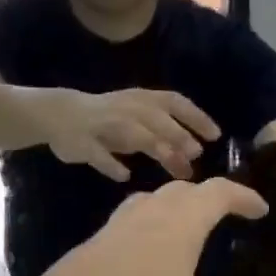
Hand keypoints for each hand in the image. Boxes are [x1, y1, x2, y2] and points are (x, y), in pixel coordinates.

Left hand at [20, 179, 268, 275]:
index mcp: (176, 229)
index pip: (216, 193)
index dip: (243, 196)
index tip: (261, 209)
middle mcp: (142, 220)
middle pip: (179, 191)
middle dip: (208, 198)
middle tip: (226, 218)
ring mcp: (109, 235)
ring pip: (146, 204)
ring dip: (172, 210)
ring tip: (186, 234)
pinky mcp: (85, 256)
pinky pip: (125, 228)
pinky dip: (146, 232)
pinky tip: (144, 267)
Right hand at [40, 88, 220, 181]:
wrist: (60, 113)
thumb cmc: (109, 118)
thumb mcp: (138, 121)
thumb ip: (163, 137)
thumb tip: (192, 157)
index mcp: (142, 100)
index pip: (174, 102)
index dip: (195, 117)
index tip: (215, 135)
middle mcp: (126, 108)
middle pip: (156, 118)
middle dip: (177, 133)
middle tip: (196, 153)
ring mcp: (103, 124)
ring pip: (132, 132)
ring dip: (154, 145)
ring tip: (172, 163)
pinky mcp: (83, 142)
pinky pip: (98, 153)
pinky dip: (111, 164)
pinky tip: (125, 176)